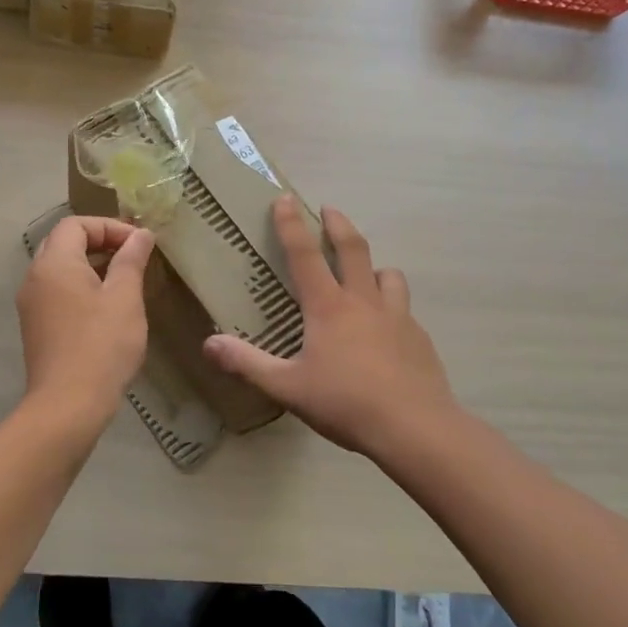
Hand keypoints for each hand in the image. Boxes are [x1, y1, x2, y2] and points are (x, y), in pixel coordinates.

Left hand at [17, 216, 156, 433]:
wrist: (68, 405)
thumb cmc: (101, 346)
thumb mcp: (125, 298)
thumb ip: (131, 261)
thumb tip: (141, 235)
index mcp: (54, 264)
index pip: (76, 224)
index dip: (109, 227)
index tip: (139, 244)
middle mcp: (35, 278)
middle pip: (64, 243)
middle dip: (100, 242)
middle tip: (132, 255)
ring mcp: (31, 305)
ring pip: (60, 269)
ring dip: (91, 266)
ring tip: (125, 280)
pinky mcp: (36, 328)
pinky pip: (57, 292)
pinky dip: (81, 287)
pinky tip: (106, 307)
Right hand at [204, 198, 459, 461]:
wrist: (414, 427)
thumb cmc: (345, 403)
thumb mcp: (287, 387)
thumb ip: (247, 364)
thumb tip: (208, 344)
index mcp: (328, 308)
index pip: (304, 255)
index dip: (291, 225)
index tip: (285, 199)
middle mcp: (363, 301)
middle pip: (353, 249)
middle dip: (339, 225)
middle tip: (330, 210)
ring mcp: (397, 316)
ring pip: (388, 274)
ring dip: (373, 266)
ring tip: (366, 272)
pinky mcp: (418, 337)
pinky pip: (403, 308)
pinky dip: (392, 305)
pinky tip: (387, 328)